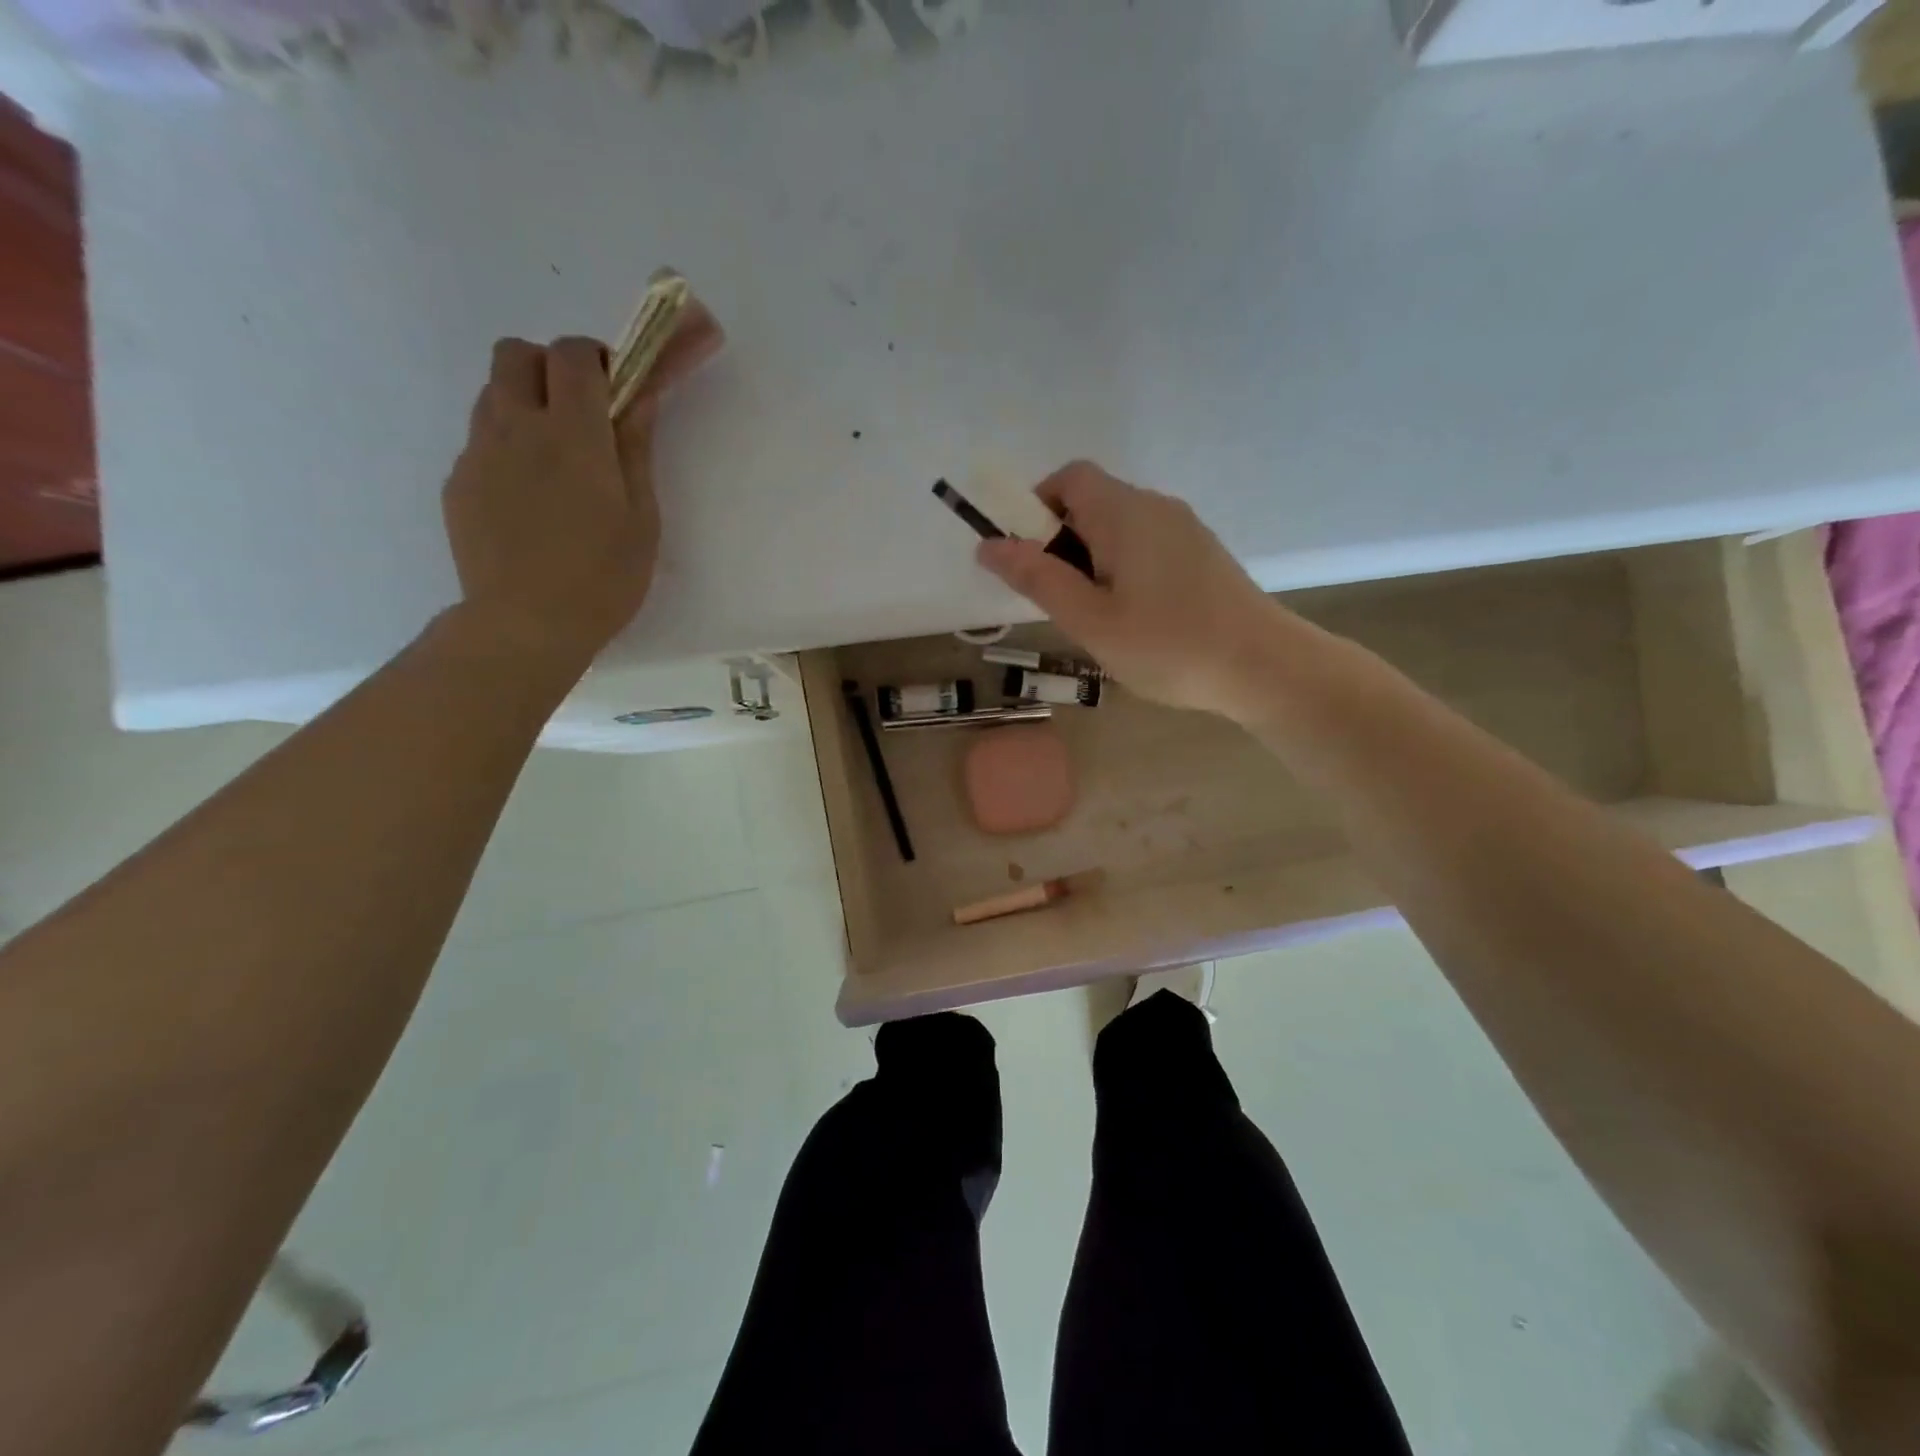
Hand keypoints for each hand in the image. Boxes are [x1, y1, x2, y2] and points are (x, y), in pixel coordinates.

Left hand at [442, 310, 722, 672]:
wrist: (526, 625)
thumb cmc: (602, 578)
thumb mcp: (641, 517)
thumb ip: (635, 450)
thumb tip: (639, 398)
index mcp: (572, 434)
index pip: (573, 354)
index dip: (597, 357)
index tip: (616, 386)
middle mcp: (516, 427)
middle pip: (516, 353)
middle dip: (550, 367)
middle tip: (580, 413)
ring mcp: (478, 454)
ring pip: (493, 394)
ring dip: (526, 405)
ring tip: (555, 461)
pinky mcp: (458, 483)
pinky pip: (481, 442)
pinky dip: (507, 449)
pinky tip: (529, 501)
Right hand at [977, 461, 1287, 719]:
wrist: (1264, 667)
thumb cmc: (1169, 646)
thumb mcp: (1090, 619)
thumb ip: (1037, 578)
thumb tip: (987, 544)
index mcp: (1125, 512)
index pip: (1069, 477)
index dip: (1035, 507)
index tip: (1027, 559)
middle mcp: (1157, 507)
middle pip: (1093, 502)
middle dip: (1060, 542)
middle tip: (1059, 601)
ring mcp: (1185, 530)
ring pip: (1119, 528)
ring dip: (1091, 560)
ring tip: (1096, 618)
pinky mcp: (1203, 555)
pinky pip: (1146, 546)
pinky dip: (1123, 569)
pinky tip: (1134, 619)